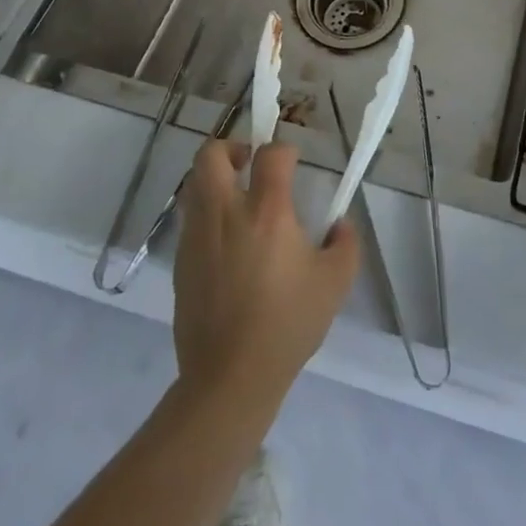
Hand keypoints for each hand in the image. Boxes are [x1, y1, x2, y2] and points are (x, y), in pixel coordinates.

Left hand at [173, 139, 359, 403]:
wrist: (229, 378)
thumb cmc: (287, 325)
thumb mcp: (335, 283)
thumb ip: (345, 243)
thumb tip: (339, 224)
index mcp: (267, 211)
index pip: (271, 153)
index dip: (284, 149)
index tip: (293, 164)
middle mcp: (226, 212)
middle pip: (212, 154)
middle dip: (231, 147)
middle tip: (250, 164)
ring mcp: (197, 235)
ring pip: (195, 183)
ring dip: (216, 179)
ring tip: (238, 201)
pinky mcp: (180, 260)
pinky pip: (191, 219)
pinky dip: (207, 215)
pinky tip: (227, 243)